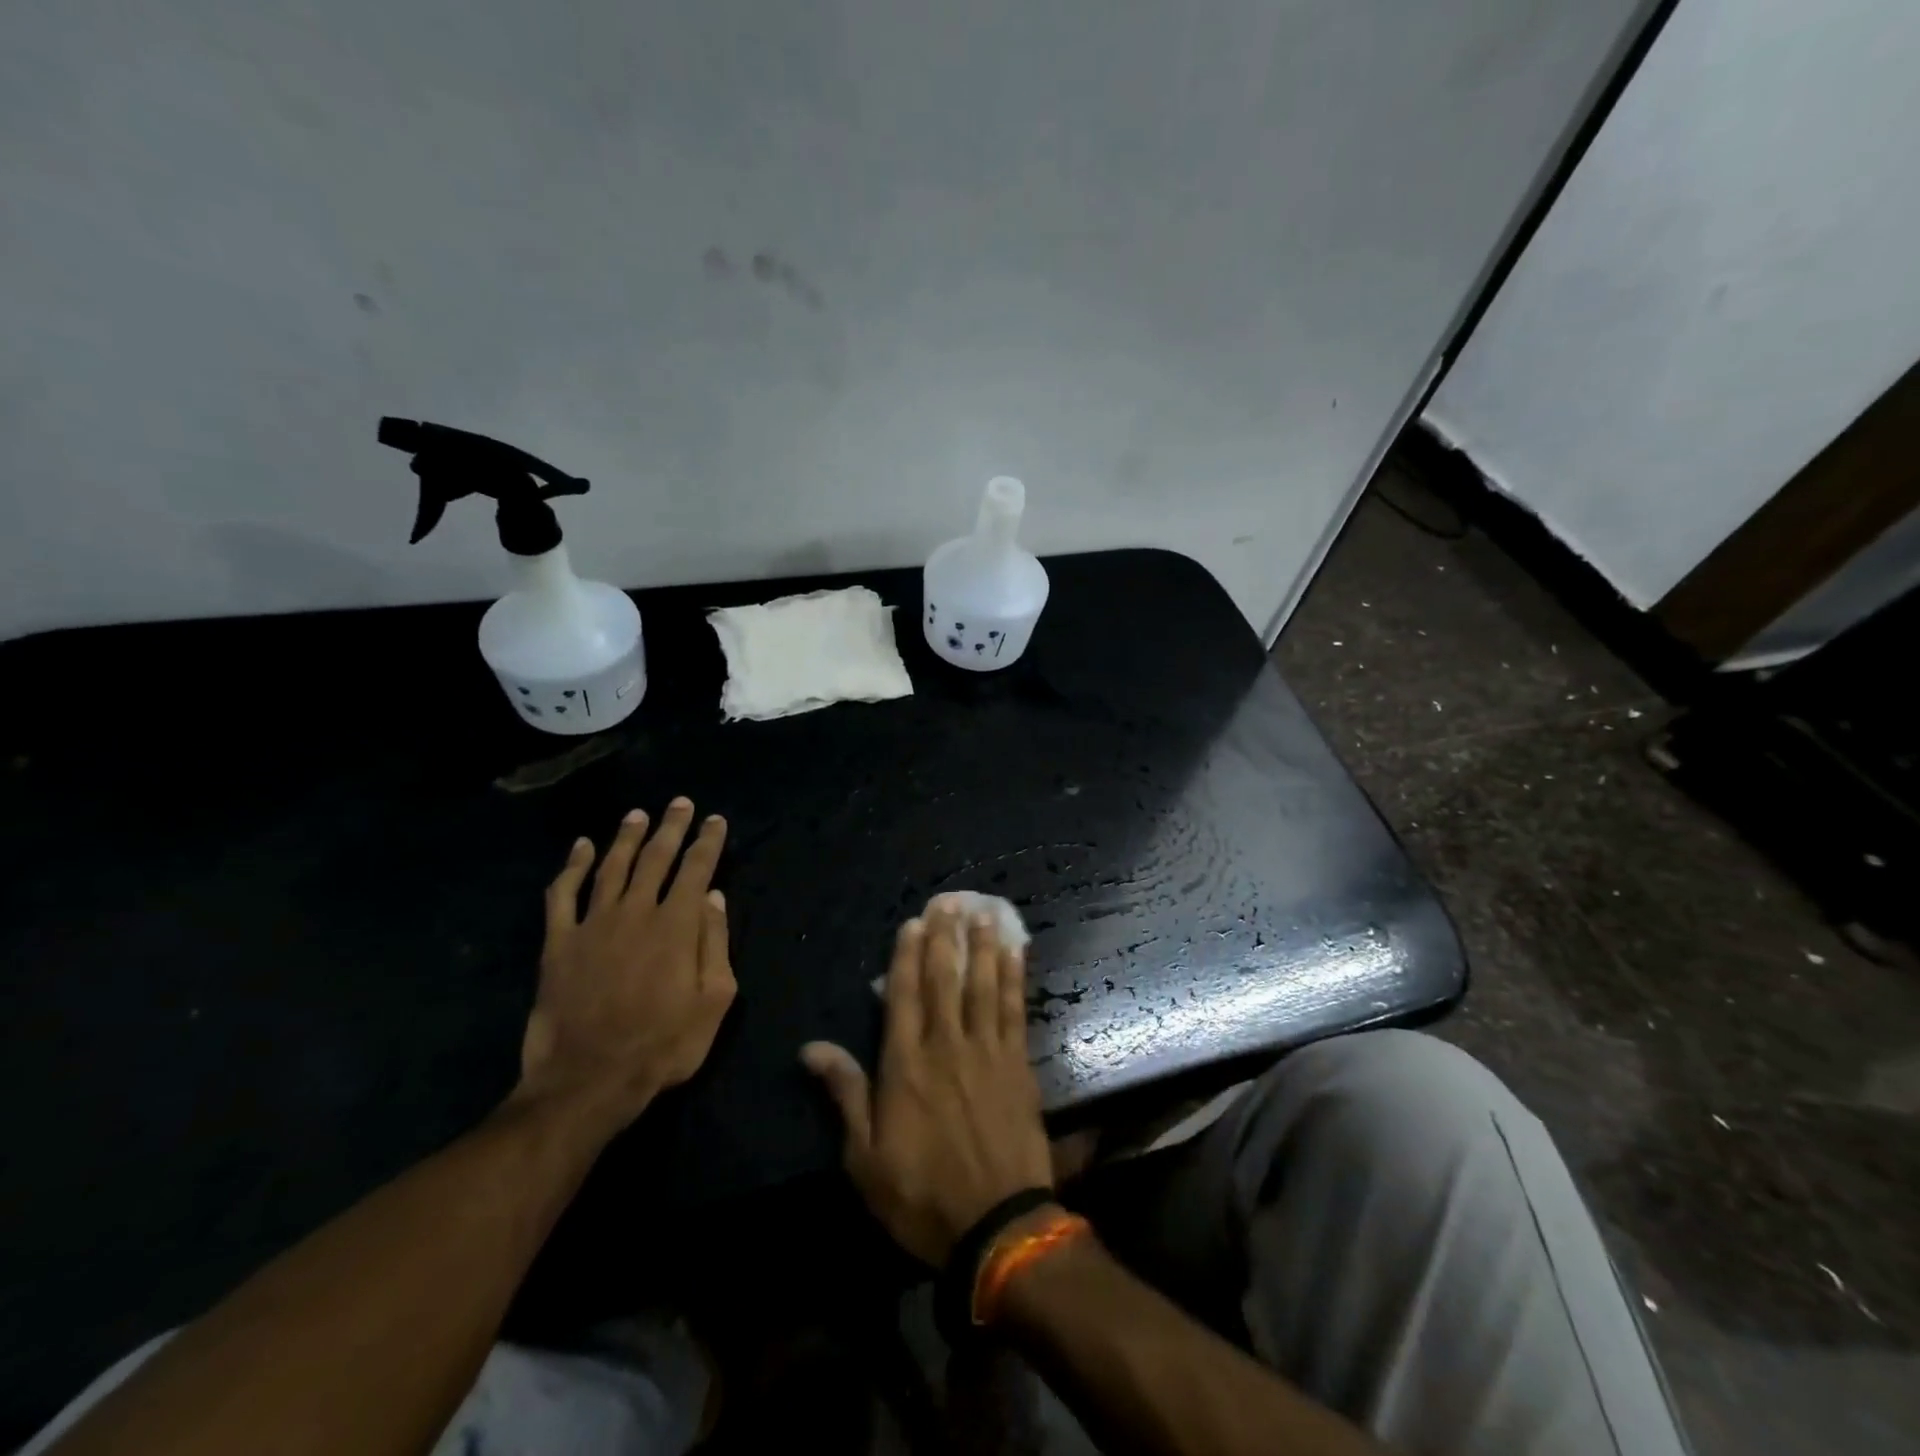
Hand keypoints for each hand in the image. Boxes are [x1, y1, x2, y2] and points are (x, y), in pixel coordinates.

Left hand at [515, 797, 734, 1131]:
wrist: (589, 1080)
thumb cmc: (663, 1044)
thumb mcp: (714, 999)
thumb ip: (715, 942)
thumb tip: (712, 896)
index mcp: (677, 924)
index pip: (696, 868)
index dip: (707, 841)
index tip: (715, 820)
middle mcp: (636, 911)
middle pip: (656, 857)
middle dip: (671, 826)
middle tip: (680, 803)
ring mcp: (593, 924)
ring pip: (612, 866)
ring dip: (627, 837)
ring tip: (638, 814)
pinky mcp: (559, 943)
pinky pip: (563, 895)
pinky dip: (570, 867)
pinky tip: (579, 847)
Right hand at [802, 897, 1051, 1265]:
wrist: (996, 1226)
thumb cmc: (921, 1195)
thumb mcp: (865, 1157)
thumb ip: (844, 1094)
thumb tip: (811, 1047)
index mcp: (905, 1065)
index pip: (904, 996)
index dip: (907, 956)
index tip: (913, 923)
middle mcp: (946, 1046)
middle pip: (944, 980)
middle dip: (945, 938)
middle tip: (949, 901)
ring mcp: (987, 1052)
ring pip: (983, 985)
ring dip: (983, 946)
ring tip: (984, 912)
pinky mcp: (1018, 1065)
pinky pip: (1015, 1009)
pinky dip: (1015, 978)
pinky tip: (1017, 954)